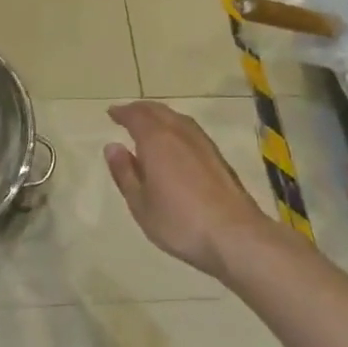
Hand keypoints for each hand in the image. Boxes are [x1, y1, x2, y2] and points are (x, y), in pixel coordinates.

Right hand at [104, 101, 274, 278]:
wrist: (235, 236)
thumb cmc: (179, 222)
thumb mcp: (140, 203)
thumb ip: (125, 173)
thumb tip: (113, 147)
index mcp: (157, 141)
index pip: (136, 116)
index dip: (123, 113)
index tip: (112, 113)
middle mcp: (181, 134)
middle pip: (159, 111)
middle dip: (141, 110)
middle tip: (127, 114)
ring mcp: (204, 144)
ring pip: (178, 119)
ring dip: (160, 116)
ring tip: (149, 125)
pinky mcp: (219, 158)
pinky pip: (190, 131)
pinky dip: (176, 128)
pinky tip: (176, 143)